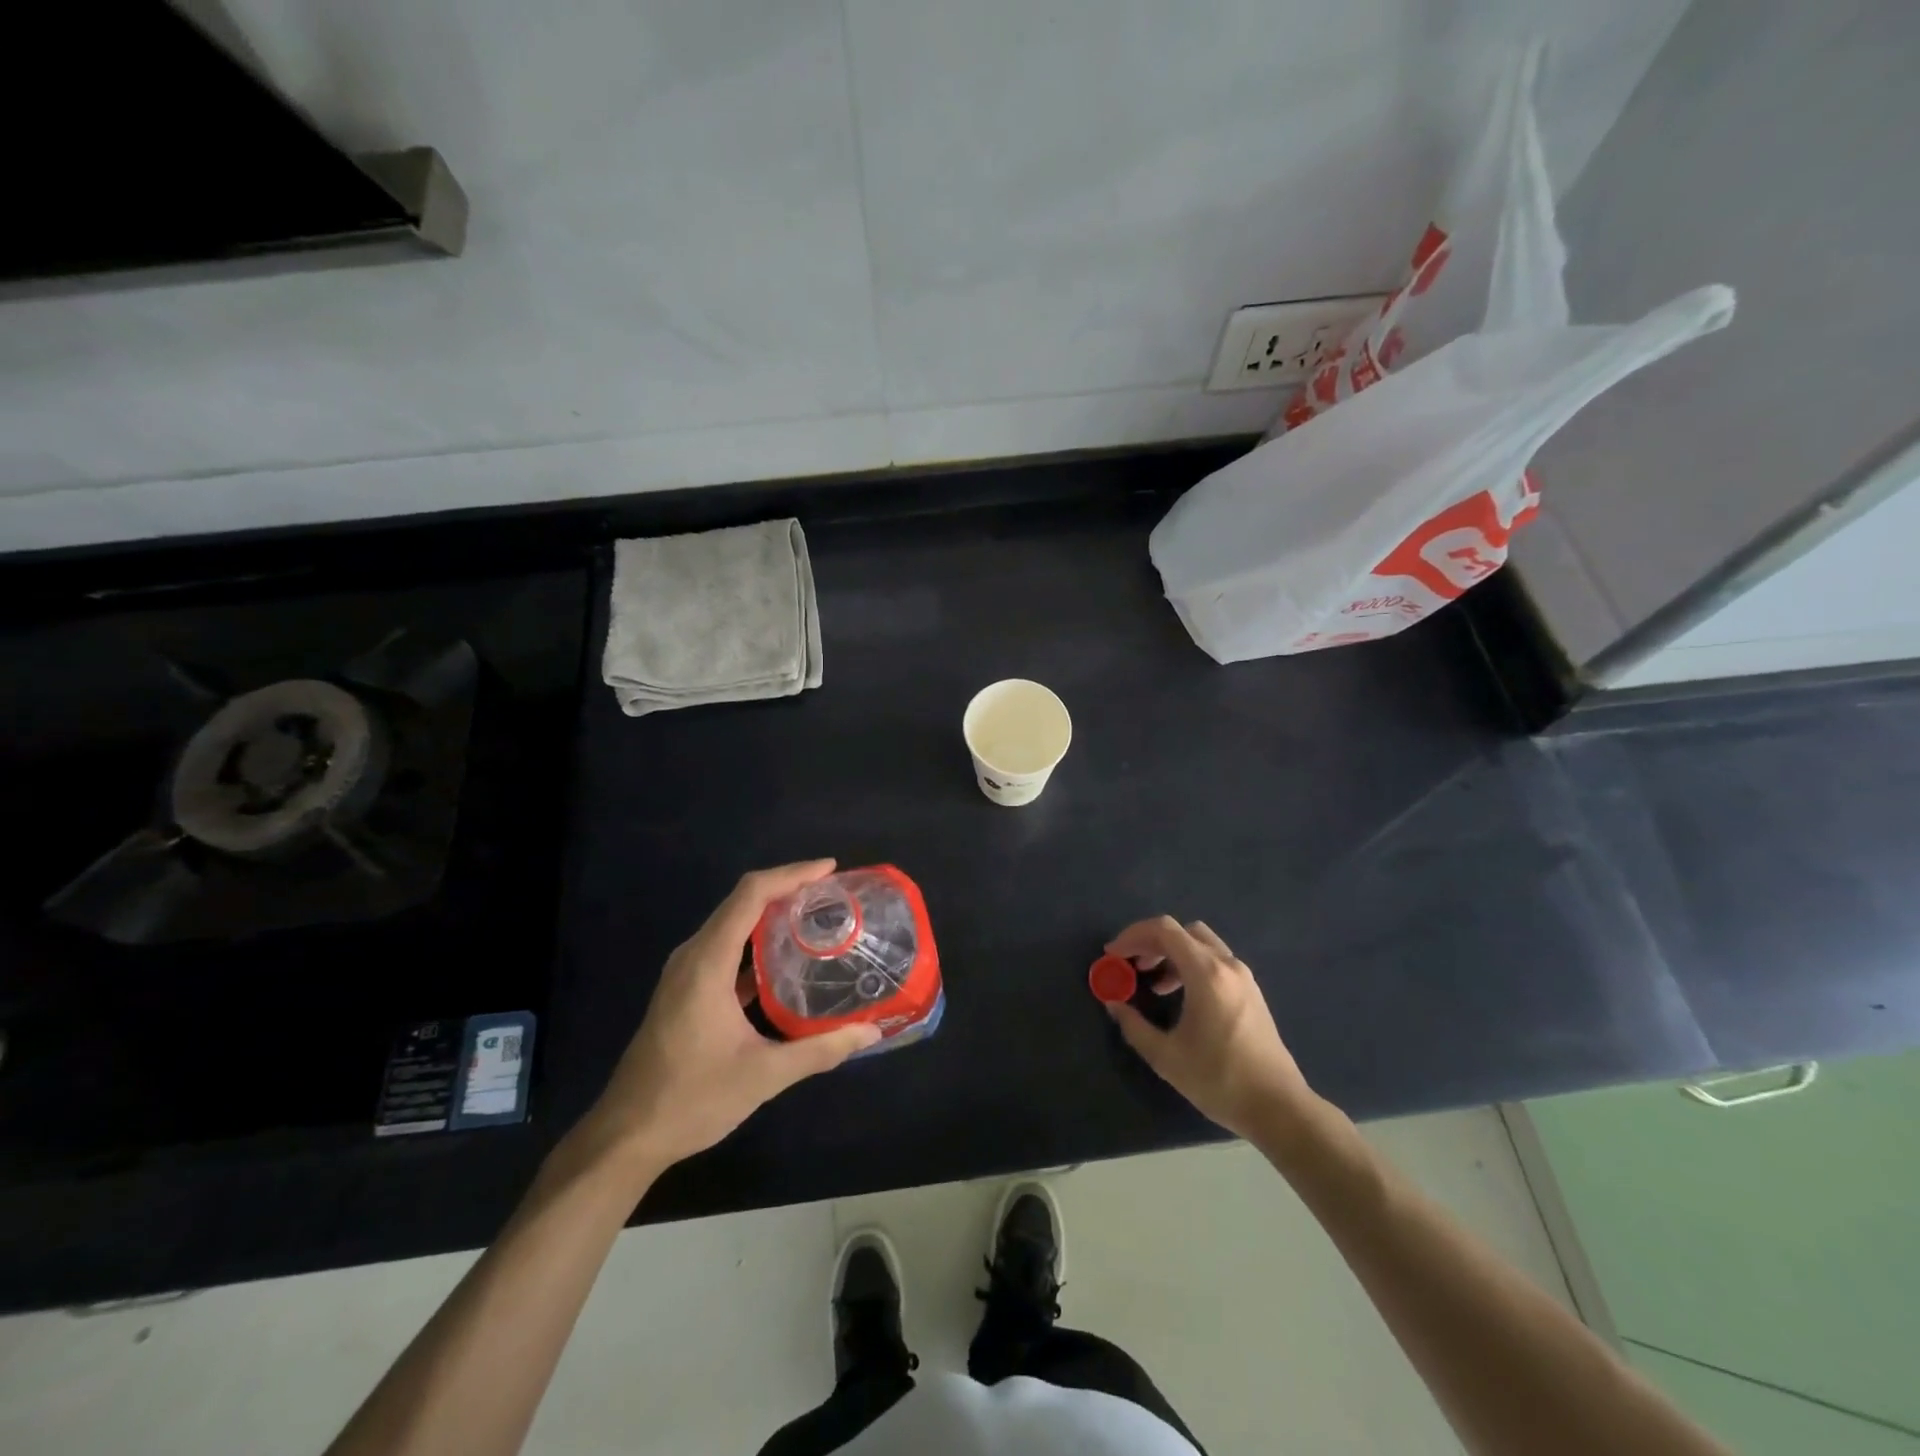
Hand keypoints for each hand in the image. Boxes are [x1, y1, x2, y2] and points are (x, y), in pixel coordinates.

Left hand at [577, 860, 880, 1174]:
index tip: (830, 870)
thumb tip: (871, 1031)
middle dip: (787, 888)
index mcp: (706, 963)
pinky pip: (726, 947)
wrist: (625, 1137)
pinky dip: (757, 940)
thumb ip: (820, 1050)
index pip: (750, 895)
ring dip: (772, 912)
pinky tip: (786, 958)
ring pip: (732, 923)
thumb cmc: (692, 1099)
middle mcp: (693, 956)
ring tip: (817, 916)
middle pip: (741, 901)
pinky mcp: (685, 990)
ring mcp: (685, 972)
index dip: (792, 874)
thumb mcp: (764, 1076)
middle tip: (833, 893)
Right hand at [1104, 917, 1315, 1141]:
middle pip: (1182, 931)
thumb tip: (1113, 1003)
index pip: (1164, 930)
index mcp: (1206, 973)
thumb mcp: (1166, 1057)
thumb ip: (1133, 1025)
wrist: (1279, 1108)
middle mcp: (1227, 965)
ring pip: (1201, 944)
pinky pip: (1215, 961)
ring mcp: (1243, 977)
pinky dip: (1191, 965)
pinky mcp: (1251, 992)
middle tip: (1130, 965)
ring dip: (1171, 953)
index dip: (1132, 936)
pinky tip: (1180, 995)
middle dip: (1151, 942)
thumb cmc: (1220, 1080)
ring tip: (1152, 982)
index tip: (1113, 955)